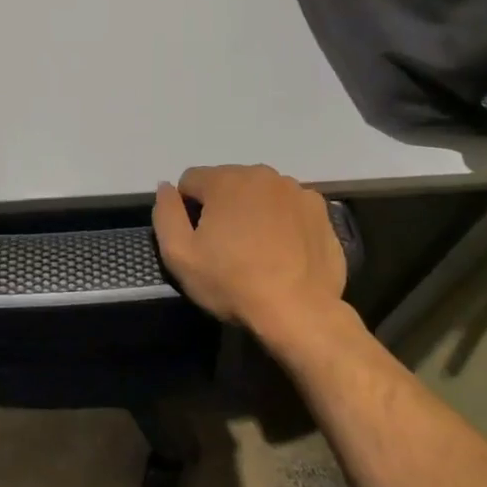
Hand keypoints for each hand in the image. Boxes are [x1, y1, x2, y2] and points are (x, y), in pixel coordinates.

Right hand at [152, 165, 347, 340]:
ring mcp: (296, 190)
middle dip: (222, 207)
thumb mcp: (179, 256)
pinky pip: (290, 207)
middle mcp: (262, 174)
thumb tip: (166, 187)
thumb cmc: (233, 282)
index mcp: (225, 180)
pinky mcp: (320, 210)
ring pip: (261, 193)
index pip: (191, 180)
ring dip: (253, 210)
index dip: (188, 209)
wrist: (299, 311)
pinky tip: (284, 250)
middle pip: (228, 183)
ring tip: (258, 250)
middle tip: (227, 247)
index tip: (198, 239)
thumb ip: (166, 214)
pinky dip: (283, 220)